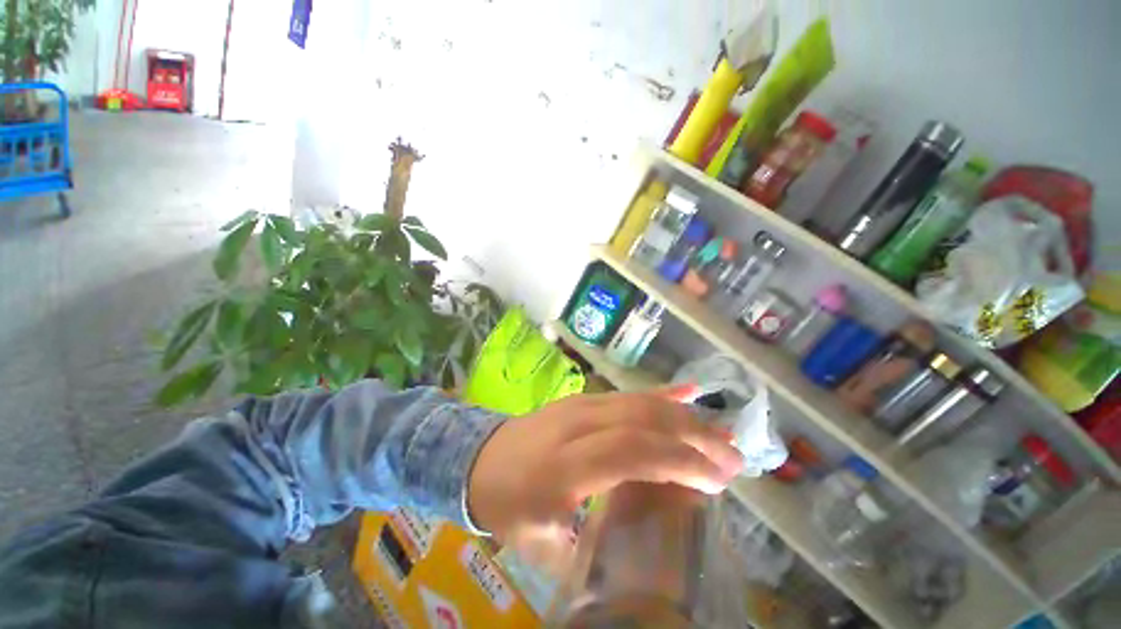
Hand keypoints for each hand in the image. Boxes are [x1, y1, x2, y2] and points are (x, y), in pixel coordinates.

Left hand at [467, 385, 742, 571]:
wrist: (477, 457)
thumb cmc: (507, 506)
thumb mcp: (542, 545)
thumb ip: (591, 551)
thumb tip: (645, 552)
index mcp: (563, 466)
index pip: (631, 452)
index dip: (678, 462)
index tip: (717, 480)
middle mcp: (576, 426)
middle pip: (642, 419)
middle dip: (693, 436)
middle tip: (734, 457)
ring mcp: (580, 405)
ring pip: (639, 402)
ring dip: (684, 415)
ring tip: (722, 433)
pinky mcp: (582, 399)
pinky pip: (626, 394)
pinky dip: (661, 393)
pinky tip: (689, 390)